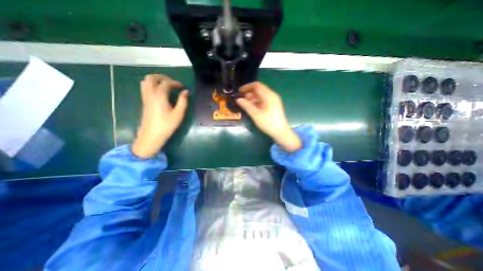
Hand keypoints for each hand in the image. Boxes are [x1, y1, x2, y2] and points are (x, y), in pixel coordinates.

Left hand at [131, 74, 187, 157]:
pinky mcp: (144, 102)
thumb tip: (186, 92)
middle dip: (162, 77)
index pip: (166, 83)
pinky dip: (152, 86)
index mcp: (159, 96)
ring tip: (166, 86)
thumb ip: (183, 101)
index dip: (175, 83)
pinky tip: (161, 93)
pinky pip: (145, 88)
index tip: (182, 87)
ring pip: (146, 82)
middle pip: (151, 78)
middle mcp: (150, 94)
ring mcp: (145, 98)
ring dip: (156, 80)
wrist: (151, 136)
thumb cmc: (167, 125)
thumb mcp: (178, 114)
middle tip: (172, 83)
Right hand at [235, 82, 300, 151]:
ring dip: (252, 98)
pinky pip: (264, 100)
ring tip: (245, 104)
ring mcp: (274, 100)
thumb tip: (238, 99)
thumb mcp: (256, 115)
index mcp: (269, 95)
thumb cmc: (268, 123)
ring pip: (261, 95)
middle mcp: (272, 95)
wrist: (281, 132)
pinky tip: (252, 107)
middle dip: (249, 93)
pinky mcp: (273, 105)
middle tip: (241, 100)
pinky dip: (257, 102)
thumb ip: (247, 106)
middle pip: (259, 90)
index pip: (257, 86)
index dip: (247, 87)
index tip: (239, 92)